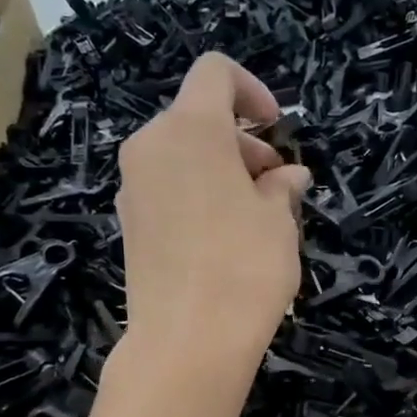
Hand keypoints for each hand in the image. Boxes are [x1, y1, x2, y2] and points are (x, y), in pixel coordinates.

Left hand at [116, 54, 310, 372]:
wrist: (186, 343)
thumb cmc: (244, 268)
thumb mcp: (278, 222)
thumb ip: (282, 187)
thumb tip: (288, 177)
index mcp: (190, 128)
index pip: (215, 74)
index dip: (251, 90)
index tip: (277, 129)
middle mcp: (151, 146)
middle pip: (197, 118)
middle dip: (241, 142)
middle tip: (275, 184)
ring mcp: (133, 187)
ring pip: (181, 156)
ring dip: (220, 170)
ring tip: (255, 216)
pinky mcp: (129, 224)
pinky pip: (167, 189)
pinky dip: (196, 195)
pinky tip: (223, 238)